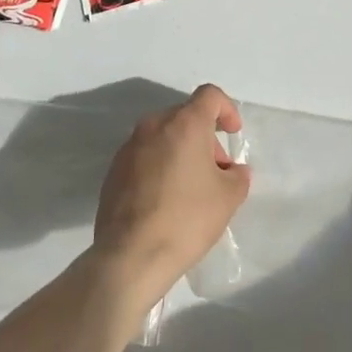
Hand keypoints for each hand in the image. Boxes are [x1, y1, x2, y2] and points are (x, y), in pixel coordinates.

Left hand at [93, 84, 250, 308]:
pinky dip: (160, 166)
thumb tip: (234, 170)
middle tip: (216, 171)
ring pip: (163, 136)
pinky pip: (144, 156)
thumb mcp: (228, 198)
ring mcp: (129, 147)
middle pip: (185, 116)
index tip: (233, 133)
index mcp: (184, 124)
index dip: (226, 109)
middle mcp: (154, 125)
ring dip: (181, 152)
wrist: (130, 256)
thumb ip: (238, 176)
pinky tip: (165, 200)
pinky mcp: (114, 170)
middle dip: (205, 137)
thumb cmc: (186, 219)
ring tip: (191, 189)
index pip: (209, 95)